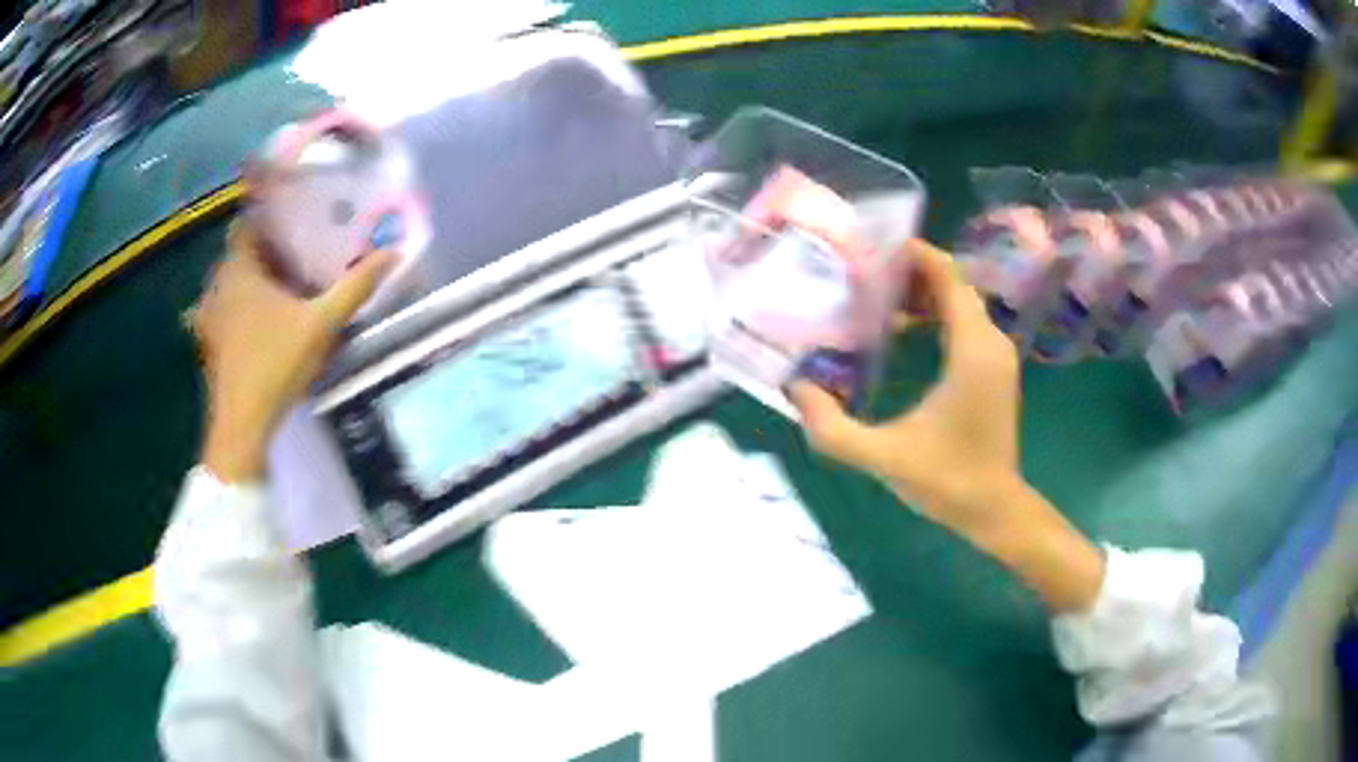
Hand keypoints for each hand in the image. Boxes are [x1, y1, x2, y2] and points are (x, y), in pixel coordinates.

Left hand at [190, 220, 391, 481]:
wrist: (242, 426)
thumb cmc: (276, 365)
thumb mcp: (322, 324)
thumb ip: (354, 288)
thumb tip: (393, 253)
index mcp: (240, 270)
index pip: (246, 225)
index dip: (268, 219)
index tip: (293, 222)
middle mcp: (218, 285)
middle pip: (239, 255)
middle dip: (264, 252)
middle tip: (296, 254)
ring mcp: (208, 317)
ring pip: (230, 285)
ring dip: (250, 282)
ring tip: (279, 288)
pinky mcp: (209, 345)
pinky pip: (223, 312)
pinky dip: (239, 310)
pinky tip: (259, 325)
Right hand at [790, 240, 1103, 611]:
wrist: (994, 510)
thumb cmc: (947, 481)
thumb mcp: (883, 457)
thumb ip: (833, 428)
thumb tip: (795, 388)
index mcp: (972, 350)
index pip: (949, 276)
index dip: (914, 253)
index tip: (872, 248)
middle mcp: (991, 342)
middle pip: (953, 283)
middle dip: (910, 272)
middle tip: (863, 274)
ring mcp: (997, 355)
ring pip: (960, 302)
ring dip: (923, 293)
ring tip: (876, 299)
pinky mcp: (994, 369)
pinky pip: (965, 323)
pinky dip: (936, 315)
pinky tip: (904, 332)